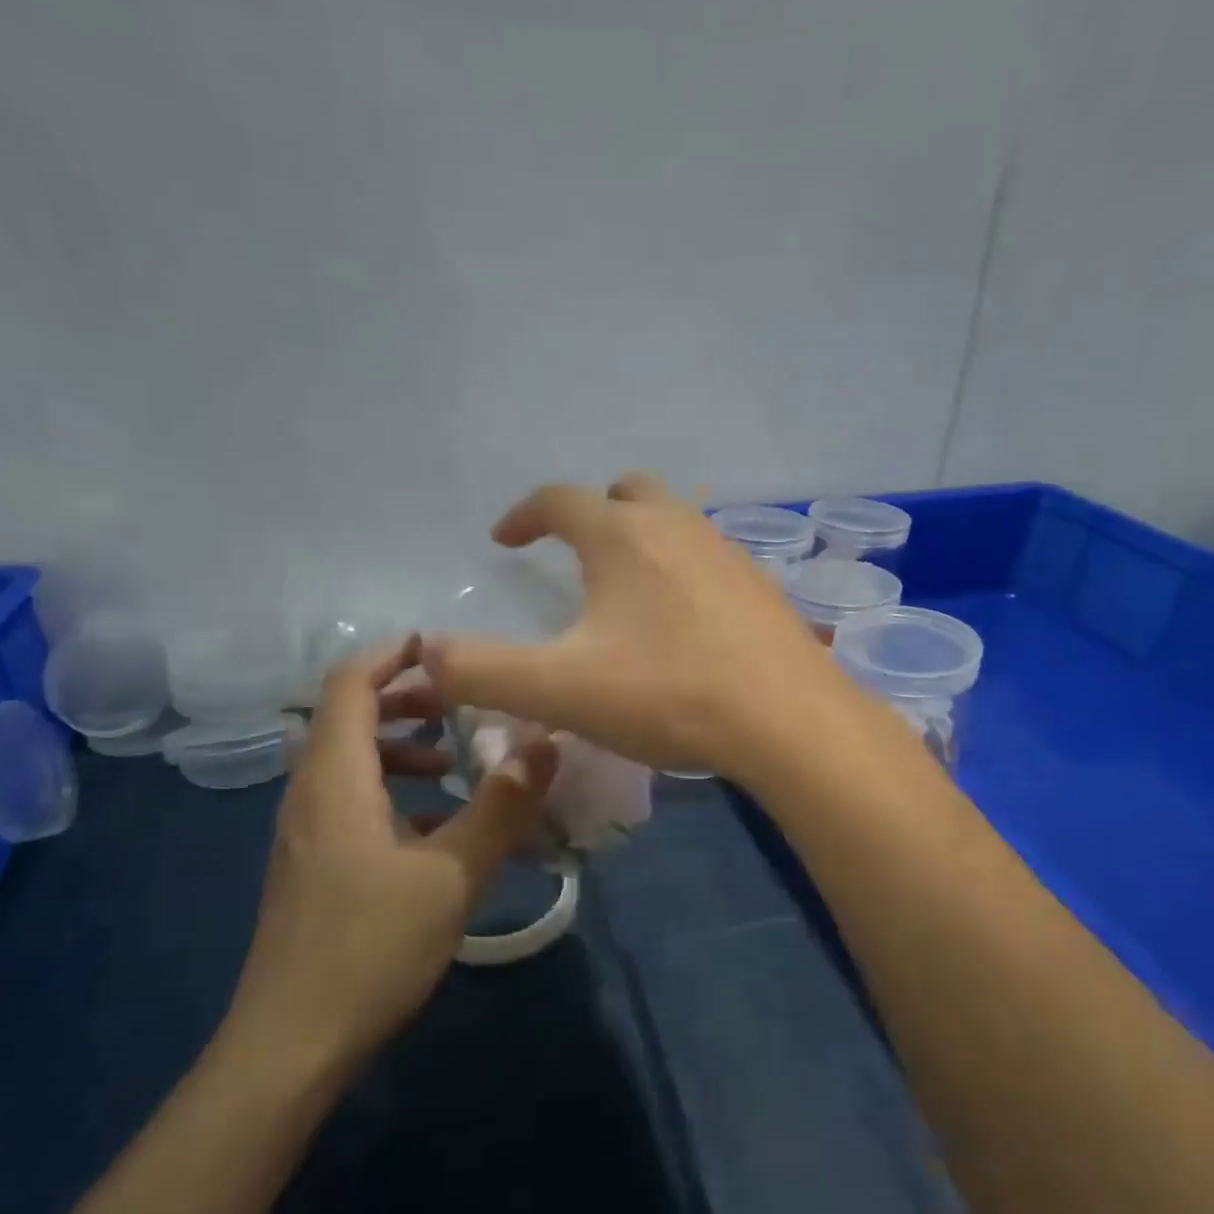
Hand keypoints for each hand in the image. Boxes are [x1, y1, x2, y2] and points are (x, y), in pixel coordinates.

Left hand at [219, 636, 558, 1084]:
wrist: (291, 1045)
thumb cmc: (370, 947)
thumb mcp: (453, 874)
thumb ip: (501, 805)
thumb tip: (545, 743)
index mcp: (335, 780)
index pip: (351, 686)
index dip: (393, 656)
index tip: (445, 649)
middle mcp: (309, 794)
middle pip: (347, 717)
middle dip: (405, 700)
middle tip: (460, 707)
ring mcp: (305, 833)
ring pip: (348, 762)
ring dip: (400, 748)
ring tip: (454, 764)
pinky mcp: (312, 865)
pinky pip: (349, 801)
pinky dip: (390, 790)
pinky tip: (432, 827)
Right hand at [423, 472, 861, 780]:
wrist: (788, 721)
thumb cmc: (668, 695)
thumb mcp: (559, 690)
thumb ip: (481, 671)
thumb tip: (426, 653)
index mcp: (622, 537)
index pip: (558, 499)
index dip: (523, 515)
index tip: (504, 540)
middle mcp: (677, 527)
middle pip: (627, 492)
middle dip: (592, 512)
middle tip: (573, 551)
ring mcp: (728, 553)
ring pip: (676, 522)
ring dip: (642, 539)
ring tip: (626, 588)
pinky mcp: (762, 587)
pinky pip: (711, 559)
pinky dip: (684, 571)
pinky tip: (685, 621)